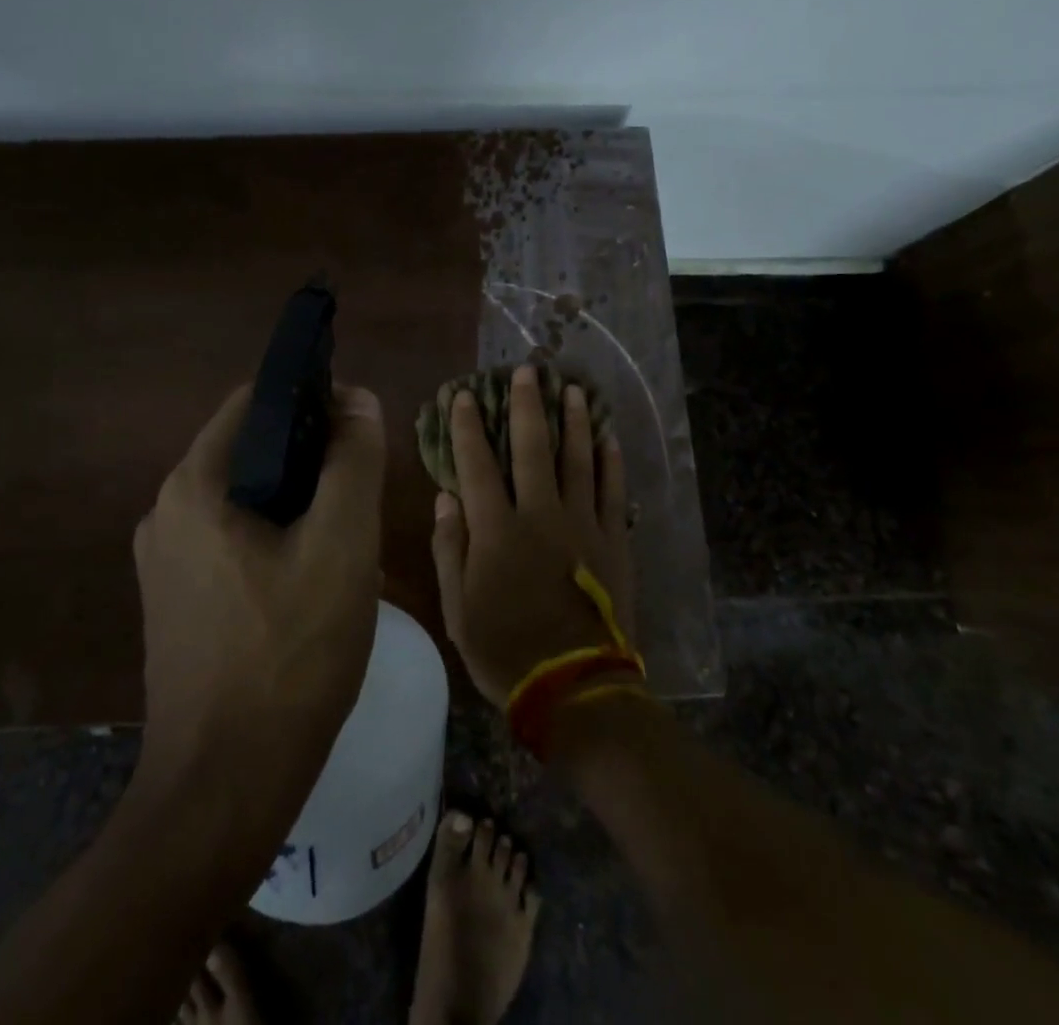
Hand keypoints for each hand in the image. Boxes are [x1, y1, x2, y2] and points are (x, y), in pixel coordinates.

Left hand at [133, 384, 385, 796]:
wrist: (224, 788)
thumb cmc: (290, 654)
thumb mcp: (341, 544)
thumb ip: (353, 460)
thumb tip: (357, 399)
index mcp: (195, 484)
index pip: (257, 401)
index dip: (314, 400)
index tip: (361, 431)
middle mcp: (166, 511)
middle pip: (252, 451)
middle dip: (312, 461)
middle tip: (361, 498)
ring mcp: (165, 561)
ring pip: (247, 500)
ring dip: (298, 505)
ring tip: (345, 543)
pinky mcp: (175, 601)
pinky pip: (232, 542)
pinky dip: (275, 542)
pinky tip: (311, 584)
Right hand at [429, 365, 635, 707]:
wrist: (575, 688)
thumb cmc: (505, 651)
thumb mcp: (457, 608)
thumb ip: (450, 548)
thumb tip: (445, 497)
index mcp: (496, 530)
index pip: (476, 464)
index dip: (466, 426)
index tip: (462, 395)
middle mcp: (540, 514)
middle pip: (532, 447)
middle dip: (526, 405)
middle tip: (526, 369)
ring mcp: (582, 524)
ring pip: (578, 458)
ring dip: (574, 420)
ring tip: (572, 388)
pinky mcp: (613, 540)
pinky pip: (613, 490)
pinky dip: (610, 461)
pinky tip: (609, 436)